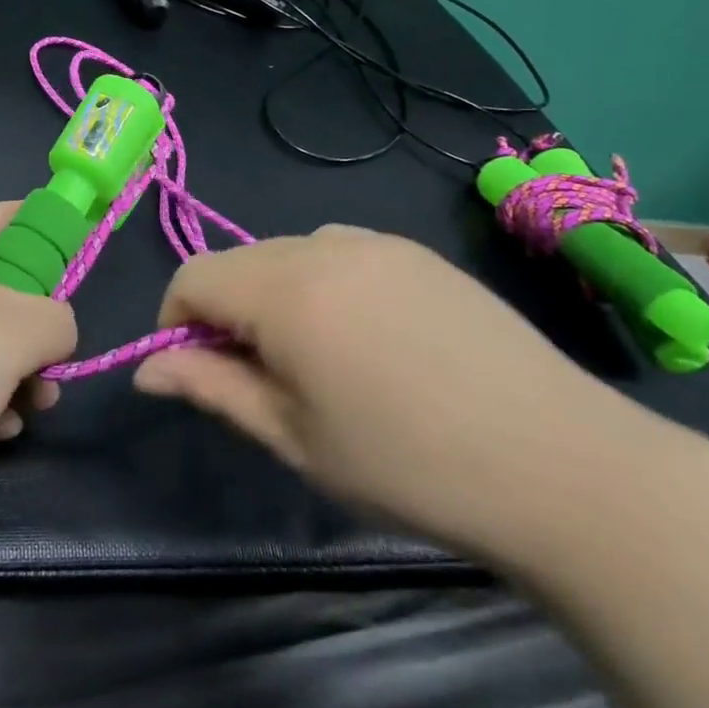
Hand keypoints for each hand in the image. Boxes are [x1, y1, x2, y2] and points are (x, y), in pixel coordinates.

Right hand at [132, 224, 630, 557]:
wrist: (562, 465)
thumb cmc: (408, 464)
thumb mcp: (293, 437)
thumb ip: (211, 388)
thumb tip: (147, 369)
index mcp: (285, 290)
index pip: (193, 277)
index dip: (178, 322)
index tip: (200, 371)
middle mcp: (323, 245)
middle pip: (238, 262)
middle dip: (227, 311)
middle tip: (262, 377)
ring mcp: (376, 241)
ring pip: (287, 254)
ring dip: (273, 295)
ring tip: (316, 358)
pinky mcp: (417, 252)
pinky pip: (339, 251)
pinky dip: (322, 283)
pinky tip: (368, 338)